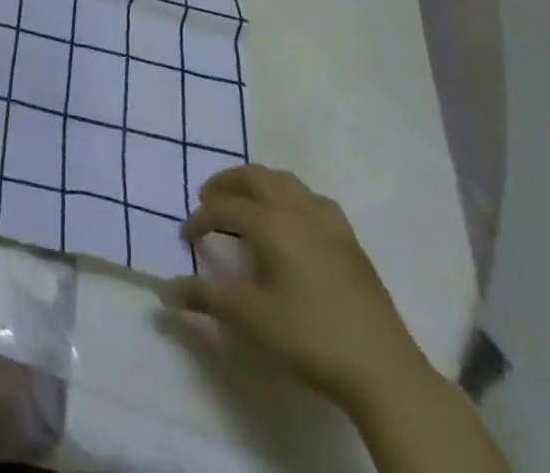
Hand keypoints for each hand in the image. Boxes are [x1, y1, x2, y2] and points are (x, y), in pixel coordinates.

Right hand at [167, 164, 429, 414]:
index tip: (186, 238)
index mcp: (269, 221)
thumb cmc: (308, 336)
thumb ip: (204, 296)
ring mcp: (328, 221)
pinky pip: (312, 199)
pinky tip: (291, 223)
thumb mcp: (248, 317)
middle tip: (208, 200)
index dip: (199, 220)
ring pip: (285, 182)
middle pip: (254, 177)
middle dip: (226, 183)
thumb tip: (166, 290)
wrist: (383, 371)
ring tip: (246, 205)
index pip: (222, 208)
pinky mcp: (350, 240)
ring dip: (258, 185)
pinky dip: (290, 198)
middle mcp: (296, 209)